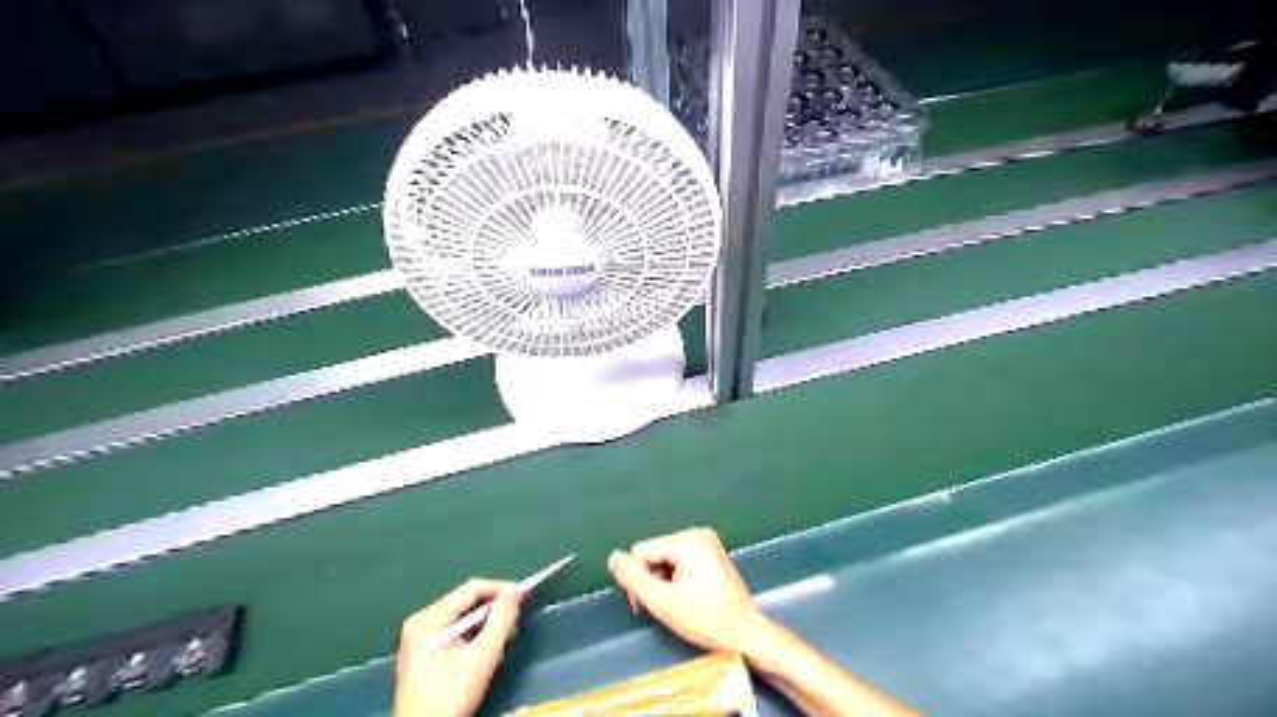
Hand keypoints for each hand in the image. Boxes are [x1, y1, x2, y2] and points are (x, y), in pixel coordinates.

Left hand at [395, 578, 524, 716]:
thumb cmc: (450, 697)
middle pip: (465, 602)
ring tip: (503, 639)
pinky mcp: (422, 652)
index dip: (501, 589)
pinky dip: (472, 635)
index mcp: (429, 619)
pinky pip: (453, 630)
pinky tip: (485, 650)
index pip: (471, 589)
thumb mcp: (482, 657)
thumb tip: (514, 592)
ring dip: (485, 624)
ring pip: (461, 617)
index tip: (524, 595)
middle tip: (515, 620)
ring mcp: (418, 637)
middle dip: (493, 609)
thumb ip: (501, 620)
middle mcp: (420, 622)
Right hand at [604, 526, 771, 655]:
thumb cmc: (705, 620)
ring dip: (661, 581)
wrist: (745, 634)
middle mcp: (698, 533)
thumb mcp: (662, 602)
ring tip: (672, 605)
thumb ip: (633, 578)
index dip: (638, 579)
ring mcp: (706, 542)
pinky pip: (679, 560)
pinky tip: (682, 597)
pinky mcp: (711, 553)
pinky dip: (674, 578)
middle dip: (650, 579)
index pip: (642, 551)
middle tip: (658, 607)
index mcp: (689, 540)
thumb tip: (613, 557)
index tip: (645, 605)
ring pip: (664, 557)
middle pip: (654, 552)